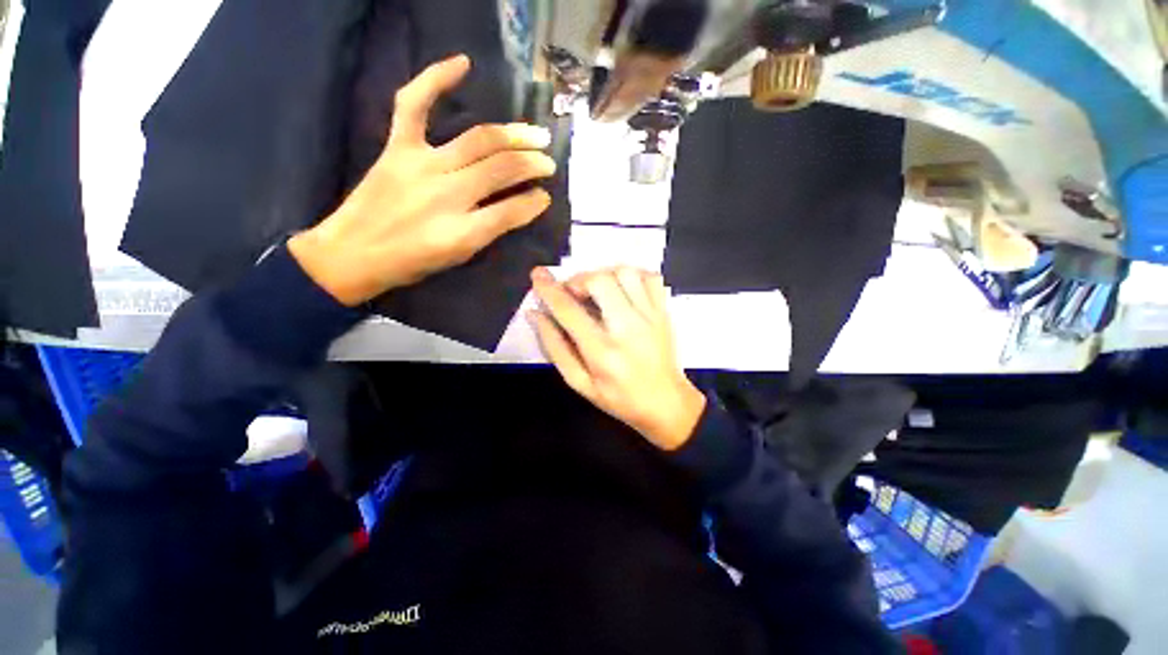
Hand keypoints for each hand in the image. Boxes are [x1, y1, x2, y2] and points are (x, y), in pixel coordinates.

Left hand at [289, 54, 556, 305]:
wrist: (352, 253)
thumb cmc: (412, 262)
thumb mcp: (461, 256)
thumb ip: (494, 229)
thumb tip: (526, 205)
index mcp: (462, 231)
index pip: (511, 210)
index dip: (534, 202)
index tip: (545, 196)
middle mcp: (447, 194)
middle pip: (500, 169)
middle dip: (531, 164)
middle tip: (549, 162)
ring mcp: (421, 165)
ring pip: (478, 140)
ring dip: (513, 135)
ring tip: (535, 134)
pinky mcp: (398, 147)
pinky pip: (414, 105)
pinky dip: (436, 79)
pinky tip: (463, 64)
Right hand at [529, 267, 705, 450]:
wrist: (666, 403)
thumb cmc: (618, 398)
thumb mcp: (579, 382)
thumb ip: (555, 347)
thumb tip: (535, 314)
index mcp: (602, 351)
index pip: (569, 310)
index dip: (549, 289)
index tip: (538, 276)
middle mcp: (627, 328)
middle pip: (600, 281)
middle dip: (578, 280)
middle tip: (573, 293)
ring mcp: (650, 316)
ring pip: (625, 272)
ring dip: (604, 275)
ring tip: (597, 291)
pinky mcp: (663, 311)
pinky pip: (650, 276)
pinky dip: (632, 275)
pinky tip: (623, 289)